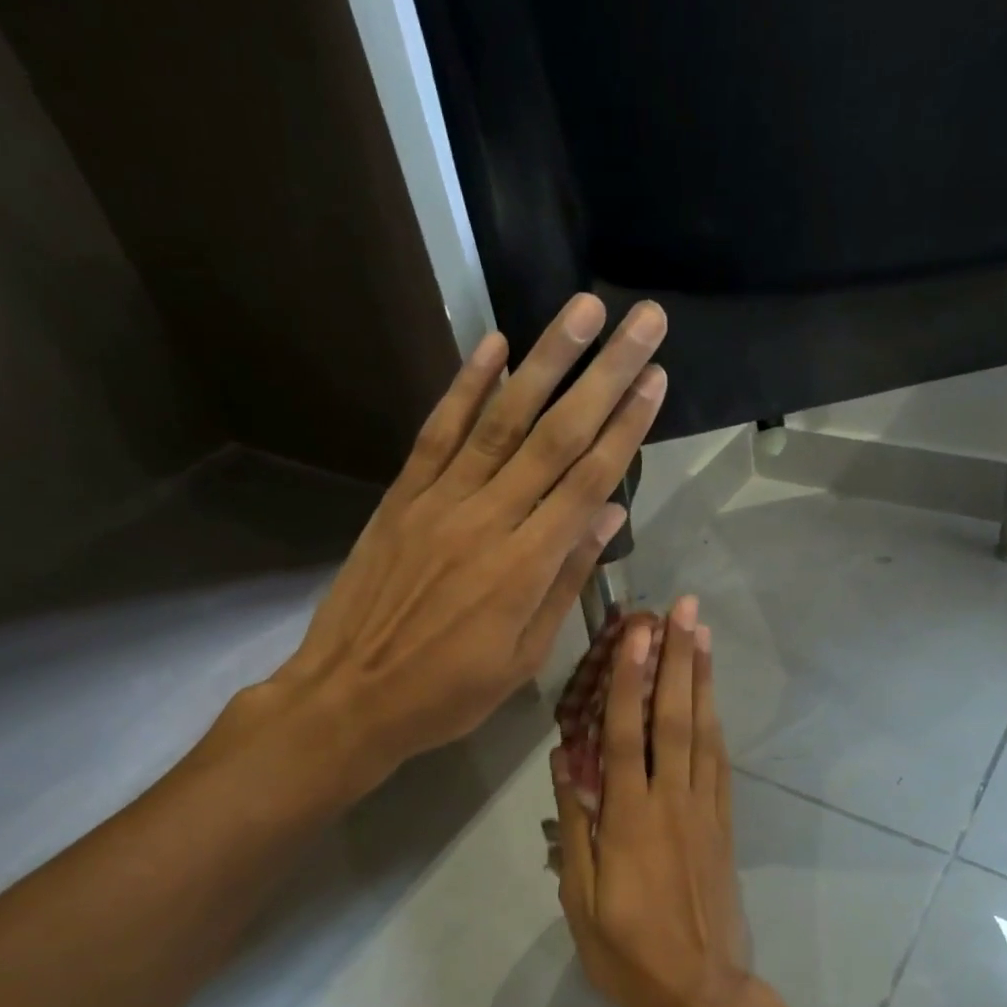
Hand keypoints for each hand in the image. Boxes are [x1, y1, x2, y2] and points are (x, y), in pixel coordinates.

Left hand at [249, 295, 667, 787]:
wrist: (351, 695)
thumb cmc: (448, 692)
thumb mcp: (524, 657)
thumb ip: (565, 581)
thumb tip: (609, 516)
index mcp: (526, 567)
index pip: (589, 481)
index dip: (627, 427)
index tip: (656, 379)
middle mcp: (488, 519)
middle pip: (556, 436)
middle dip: (605, 374)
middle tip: (643, 320)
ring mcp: (440, 502)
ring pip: (502, 420)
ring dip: (545, 360)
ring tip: (582, 310)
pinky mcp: (402, 497)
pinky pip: (438, 432)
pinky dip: (466, 386)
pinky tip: (494, 345)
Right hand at [551, 595, 752, 1006]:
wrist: (703, 992)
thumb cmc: (629, 952)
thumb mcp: (581, 902)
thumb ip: (576, 830)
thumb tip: (564, 766)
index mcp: (629, 819)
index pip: (627, 733)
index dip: (630, 678)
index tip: (636, 631)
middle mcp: (672, 801)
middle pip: (675, 717)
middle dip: (678, 658)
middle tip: (684, 607)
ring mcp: (706, 810)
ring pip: (704, 732)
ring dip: (702, 679)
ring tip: (703, 634)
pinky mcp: (725, 824)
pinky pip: (721, 762)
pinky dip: (716, 722)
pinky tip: (713, 698)